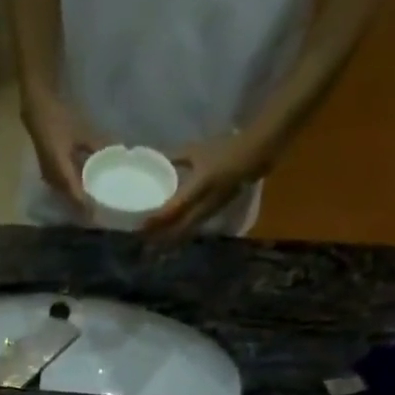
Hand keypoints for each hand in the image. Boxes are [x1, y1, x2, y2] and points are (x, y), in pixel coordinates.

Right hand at [22, 91, 101, 213]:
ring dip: (79, 201)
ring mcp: (49, 176)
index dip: (88, 208)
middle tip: (101, 212)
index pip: (77, 197)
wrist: (37, 108)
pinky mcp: (49, 171)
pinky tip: (84, 188)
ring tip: (94, 204)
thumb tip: (118, 153)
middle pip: (71, 200)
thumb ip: (97, 146)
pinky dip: (74, 190)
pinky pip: (63, 187)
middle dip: (85, 207)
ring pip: (66, 195)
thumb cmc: (59, 118)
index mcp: (61, 171)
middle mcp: (53, 179)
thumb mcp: (82, 132)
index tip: (101, 216)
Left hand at [144, 136, 265, 240]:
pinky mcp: (212, 215)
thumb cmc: (224, 150)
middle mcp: (203, 205)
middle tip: (142, 241)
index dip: (156, 220)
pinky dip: (179, 235)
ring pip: (185, 232)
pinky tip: (169, 236)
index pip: (173, 209)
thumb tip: (156, 159)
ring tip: (152, 244)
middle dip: (160, 237)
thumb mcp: (197, 151)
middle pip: (177, 228)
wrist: (253, 157)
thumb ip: (176, 157)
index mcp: (199, 187)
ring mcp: (209, 213)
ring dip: (169, 239)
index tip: (140, 225)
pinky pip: (192, 230)